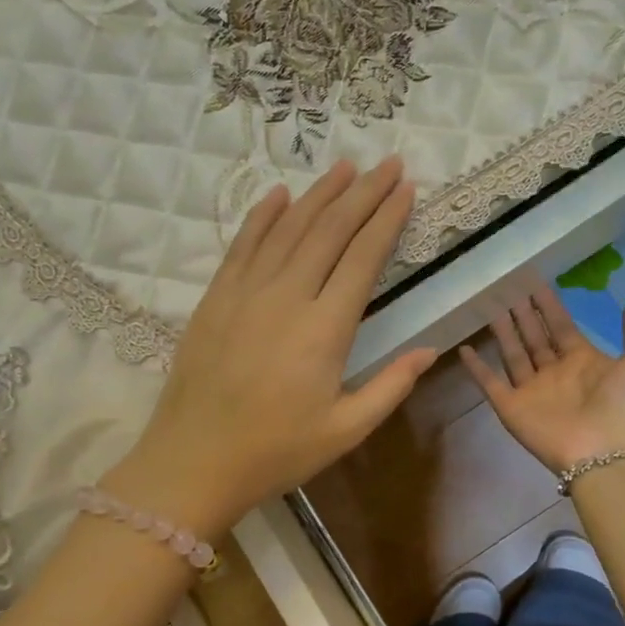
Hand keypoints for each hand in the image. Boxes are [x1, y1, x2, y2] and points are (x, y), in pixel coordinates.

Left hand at [107, 159, 435, 536]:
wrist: (194, 461)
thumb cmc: (276, 452)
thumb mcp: (345, 430)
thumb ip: (391, 386)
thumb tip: (430, 350)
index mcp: (325, 329)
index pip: (363, 257)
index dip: (387, 219)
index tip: (406, 189)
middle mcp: (286, 296)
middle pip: (330, 230)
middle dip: (363, 193)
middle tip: (387, 163)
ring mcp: (246, 292)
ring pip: (288, 228)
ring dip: (319, 194)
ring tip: (345, 167)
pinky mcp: (216, 298)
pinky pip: (242, 245)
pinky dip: (262, 216)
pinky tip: (278, 194)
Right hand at [461, 288, 624, 474]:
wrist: (612, 453)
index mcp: (585, 361)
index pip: (561, 327)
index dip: (549, 306)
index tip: (534, 284)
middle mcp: (556, 374)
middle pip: (534, 338)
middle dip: (523, 315)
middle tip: (507, 289)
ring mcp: (532, 392)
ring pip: (512, 355)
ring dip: (502, 333)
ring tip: (489, 307)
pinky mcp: (512, 408)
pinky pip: (490, 384)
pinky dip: (476, 368)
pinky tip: (463, 348)